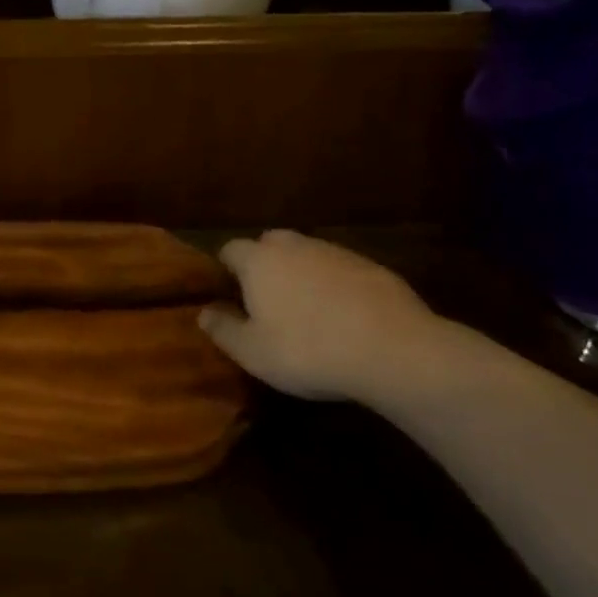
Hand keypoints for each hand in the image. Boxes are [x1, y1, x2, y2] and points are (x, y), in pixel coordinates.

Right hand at [200, 230, 457, 402]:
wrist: (394, 350)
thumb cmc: (309, 350)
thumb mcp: (254, 353)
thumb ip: (223, 330)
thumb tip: (203, 312)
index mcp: (259, 260)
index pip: (230, 249)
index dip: (226, 269)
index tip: (229, 294)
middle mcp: (293, 246)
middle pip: (269, 244)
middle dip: (264, 264)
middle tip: (267, 300)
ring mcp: (335, 252)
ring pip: (307, 254)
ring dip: (301, 273)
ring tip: (308, 310)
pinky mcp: (371, 266)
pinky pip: (340, 269)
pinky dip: (335, 285)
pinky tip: (345, 316)